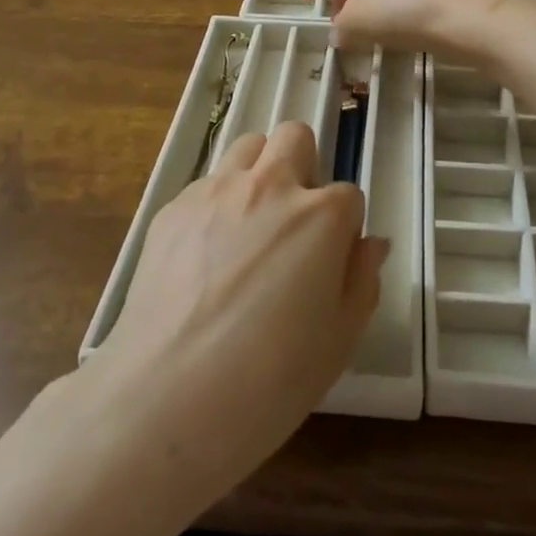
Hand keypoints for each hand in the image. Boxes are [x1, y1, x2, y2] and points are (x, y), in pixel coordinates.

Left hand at [72, 122, 386, 511]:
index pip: (349, 195)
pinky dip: (216, 204)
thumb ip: (362, 279)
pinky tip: (204, 257)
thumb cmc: (269, 380)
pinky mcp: (172, 207)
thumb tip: (370, 243)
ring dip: (259, 172)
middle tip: (293, 223)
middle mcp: (271, 186)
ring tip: (248, 227)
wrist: (165, 398)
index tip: (330, 261)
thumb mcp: (340, 341)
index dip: (344, 228)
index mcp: (321, 215)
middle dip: (303, 167)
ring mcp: (217, 191)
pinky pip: (206, 184)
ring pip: (248, 147)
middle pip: (296, 137)